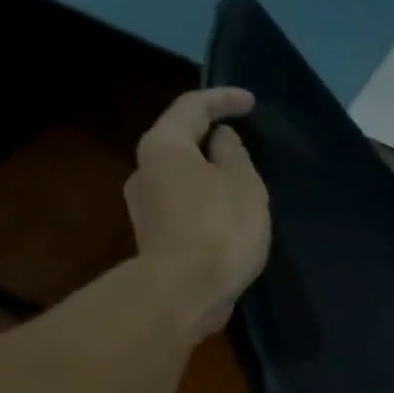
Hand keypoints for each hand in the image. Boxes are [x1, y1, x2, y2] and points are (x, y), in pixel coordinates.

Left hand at [124, 87, 270, 335]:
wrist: (186, 292)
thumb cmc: (219, 229)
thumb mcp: (243, 184)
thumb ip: (234, 153)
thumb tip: (220, 140)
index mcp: (164, 145)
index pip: (193, 107)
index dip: (223, 99)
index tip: (249, 102)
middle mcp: (144, 169)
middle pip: (180, 144)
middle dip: (211, 142)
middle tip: (243, 149)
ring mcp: (144, 208)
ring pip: (181, 180)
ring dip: (208, 180)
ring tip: (238, 192)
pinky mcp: (155, 240)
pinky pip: (183, 211)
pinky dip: (204, 208)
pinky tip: (225, 223)